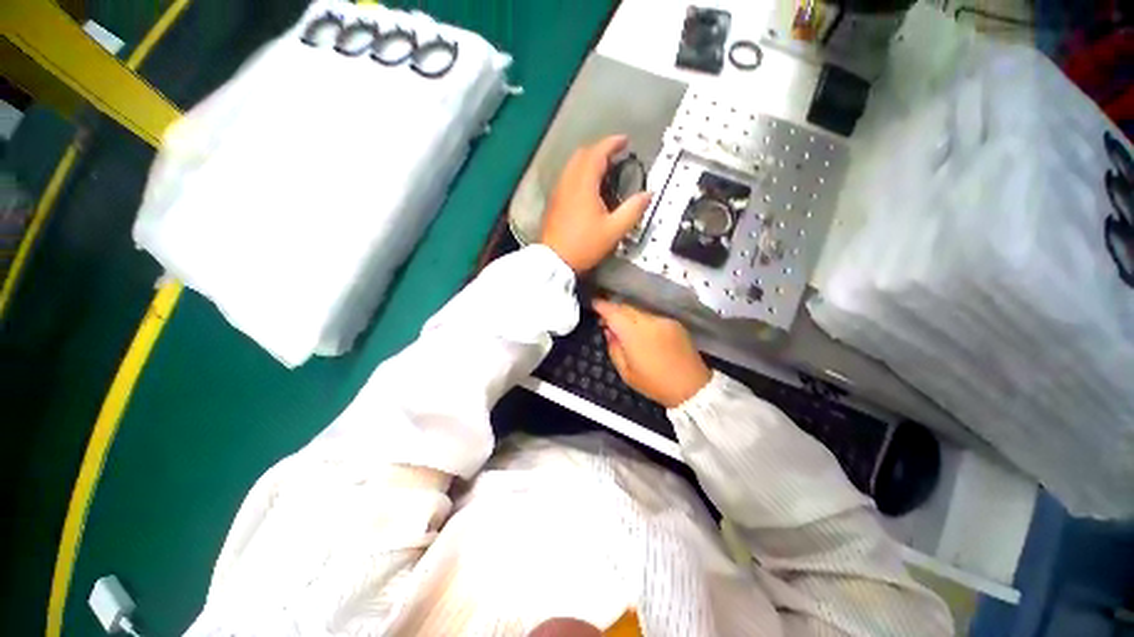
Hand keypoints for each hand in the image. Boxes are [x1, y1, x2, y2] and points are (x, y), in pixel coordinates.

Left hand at [540, 135, 652, 271]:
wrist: (554, 260)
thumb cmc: (584, 245)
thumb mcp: (613, 230)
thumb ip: (633, 210)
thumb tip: (648, 194)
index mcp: (583, 184)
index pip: (597, 153)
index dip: (612, 143)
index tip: (625, 141)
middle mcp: (568, 182)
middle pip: (582, 154)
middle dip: (600, 150)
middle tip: (616, 156)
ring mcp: (558, 191)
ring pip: (572, 165)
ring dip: (589, 161)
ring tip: (604, 171)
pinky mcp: (554, 202)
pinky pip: (567, 177)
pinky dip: (580, 173)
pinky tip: (588, 188)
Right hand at [592, 299, 711, 407]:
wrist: (692, 387)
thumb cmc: (654, 384)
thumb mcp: (626, 373)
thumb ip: (613, 348)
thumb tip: (609, 331)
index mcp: (635, 334)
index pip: (614, 312)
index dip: (602, 306)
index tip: (593, 304)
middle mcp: (649, 321)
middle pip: (626, 307)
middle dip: (613, 310)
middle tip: (604, 320)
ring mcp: (663, 320)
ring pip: (638, 310)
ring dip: (627, 315)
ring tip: (622, 327)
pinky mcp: (674, 323)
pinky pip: (651, 316)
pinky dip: (641, 319)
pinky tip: (641, 332)